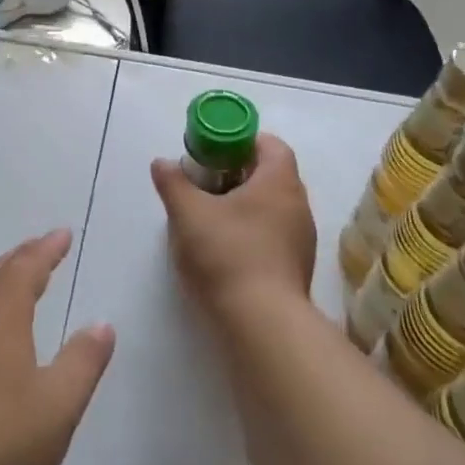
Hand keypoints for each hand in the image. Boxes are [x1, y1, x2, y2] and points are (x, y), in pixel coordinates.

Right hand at [151, 134, 315, 321]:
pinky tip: (224, 248)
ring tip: (210, 215)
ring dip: (244, 204)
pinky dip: (251, 231)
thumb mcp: (188, 213)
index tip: (214, 150)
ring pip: (272, 207)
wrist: (262, 324)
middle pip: (271, 175)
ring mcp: (301, 239)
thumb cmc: (227, 254)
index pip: (270, 144)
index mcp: (279, 182)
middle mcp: (298, 205)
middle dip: (237, 173)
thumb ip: (173, 182)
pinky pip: (274, 234)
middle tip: (204, 180)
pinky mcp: (296, 268)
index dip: (242, 140)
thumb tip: (162, 162)